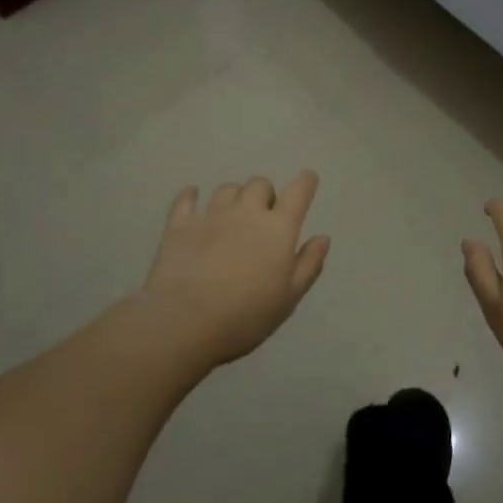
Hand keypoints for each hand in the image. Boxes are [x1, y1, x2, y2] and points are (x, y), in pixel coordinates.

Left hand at [138, 173, 330, 368]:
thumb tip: (323, 237)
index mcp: (278, 228)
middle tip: (263, 218)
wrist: (184, 322)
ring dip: (234, 196)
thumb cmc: (246, 315)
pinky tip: (192, 197)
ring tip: (232, 215)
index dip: (306, 182)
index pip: (298, 192)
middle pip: (260, 184)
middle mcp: (246, 212)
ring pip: (227, 188)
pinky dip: (192, 195)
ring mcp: (211, 215)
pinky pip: (187, 198)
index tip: (308, 179)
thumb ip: (309, 264)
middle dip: (265, 195)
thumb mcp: (289, 298)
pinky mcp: (180, 224)